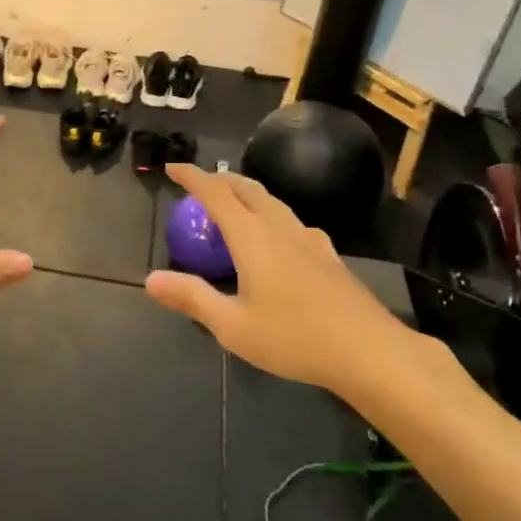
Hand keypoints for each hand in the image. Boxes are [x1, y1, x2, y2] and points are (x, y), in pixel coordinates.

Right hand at [145, 164, 408, 388]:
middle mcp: (280, 228)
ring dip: (246, 193)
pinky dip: (272, 215)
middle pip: (246, 188)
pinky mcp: (328, 256)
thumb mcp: (233, 326)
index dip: (192, 177)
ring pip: (272, 201)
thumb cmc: (295, 339)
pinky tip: (278, 237)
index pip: (215, 193)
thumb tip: (151, 279)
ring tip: (232, 204)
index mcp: (252, 237)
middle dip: (219, 179)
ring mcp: (309, 239)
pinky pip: (292, 222)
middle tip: (198, 183)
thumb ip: (192, 298)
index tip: (172, 169)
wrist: (370, 351)